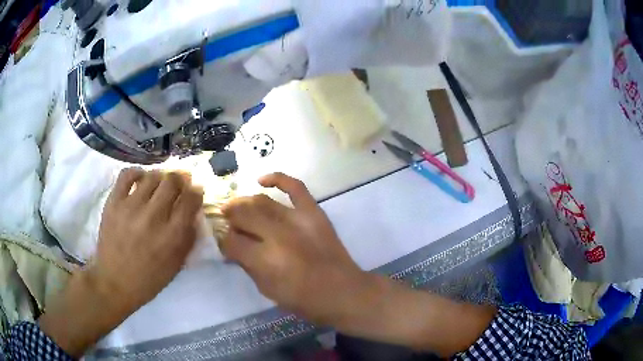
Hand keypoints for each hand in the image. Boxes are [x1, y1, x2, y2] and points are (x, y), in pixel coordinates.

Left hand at [39, 168, 203, 355]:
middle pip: (172, 181)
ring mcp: (131, 207)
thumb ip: (188, 238)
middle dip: (181, 179)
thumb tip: (193, 214)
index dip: (197, 192)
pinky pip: (127, 174)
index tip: (196, 192)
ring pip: (152, 176)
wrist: (114, 282)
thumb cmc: (148, 279)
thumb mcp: (176, 265)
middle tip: (180, 184)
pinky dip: (137, 172)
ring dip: (161, 177)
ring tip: (160, 184)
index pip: (191, 199)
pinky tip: (141, 178)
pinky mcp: (114, 202)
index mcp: (171, 236)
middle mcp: (153, 216)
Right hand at [220, 173, 369, 324]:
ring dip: (243, 202)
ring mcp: (297, 220)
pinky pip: (295, 187)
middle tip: (225, 221)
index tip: (223, 241)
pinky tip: (262, 180)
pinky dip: (278, 178)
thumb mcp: (267, 290)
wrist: (343, 292)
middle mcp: (277, 235)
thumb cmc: (304, 300)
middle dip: (229, 218)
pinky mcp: (314, 212)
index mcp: (265, 259)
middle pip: (243, 216)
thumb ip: (247, 266)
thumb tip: (233, 247)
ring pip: (262, 201)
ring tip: (236, 206)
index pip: (231, 241)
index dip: (223, 240)